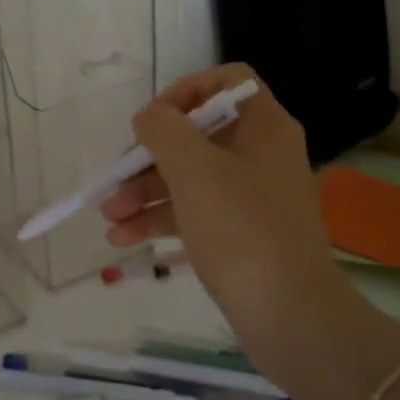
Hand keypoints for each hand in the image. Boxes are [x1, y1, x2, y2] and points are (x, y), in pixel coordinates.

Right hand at [100, 65, 350, 360]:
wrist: (290, 316)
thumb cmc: (242, 230)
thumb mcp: (194, 170)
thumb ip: (164, 130)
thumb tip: (150, 117)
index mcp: (264, 128)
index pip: (227, 82)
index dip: (186, 91)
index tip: (153, 119)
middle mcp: (260, 156)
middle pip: (198, 135)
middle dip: (149, 156)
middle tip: (116, 177)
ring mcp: (251, 198)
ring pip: (190, 178)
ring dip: (145, 192)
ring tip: (109, 215)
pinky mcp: (239, 235)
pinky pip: (194, 213)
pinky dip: (159, 220)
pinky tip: (122, 238)